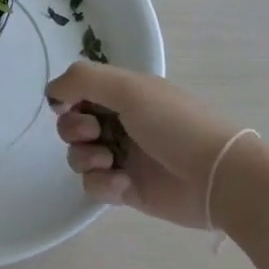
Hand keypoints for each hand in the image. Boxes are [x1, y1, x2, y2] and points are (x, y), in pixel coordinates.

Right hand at [47, 62, 238, 227]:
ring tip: (109, 162)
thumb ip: (83, 79)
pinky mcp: (127, 189)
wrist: (218, 177)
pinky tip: (122, 184)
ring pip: (78, 156)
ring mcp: (122, 156)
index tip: (68, 104)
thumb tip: (51, 91)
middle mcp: (119, 121)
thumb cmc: (174, 123)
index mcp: (123, 93)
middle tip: (94, 133)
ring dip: (84, 157)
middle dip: (74, 129)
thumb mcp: (129, 88)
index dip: (67, 98)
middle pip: (71, 123)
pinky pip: (94, 186)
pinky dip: (102, 184)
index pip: (78, 90)